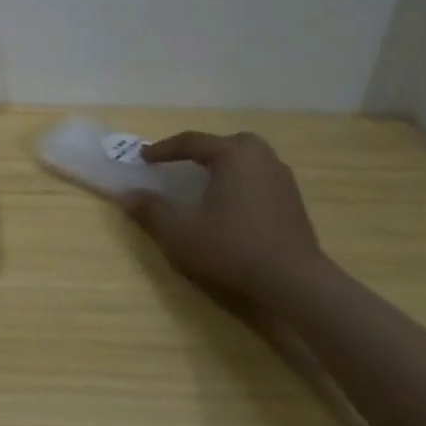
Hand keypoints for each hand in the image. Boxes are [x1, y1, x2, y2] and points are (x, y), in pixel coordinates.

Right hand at [124, 130, 330, 308]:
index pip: (190, 142)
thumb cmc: (233, 247)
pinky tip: (231, 204)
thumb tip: (129, 195)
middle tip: (181, 164)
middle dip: (201, 151)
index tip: (143, 157)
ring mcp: (282, 179)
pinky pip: (259, 178)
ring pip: (246, 160)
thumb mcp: (180, 231)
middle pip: (225, 144)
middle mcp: (260, 158)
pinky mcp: (294, 201)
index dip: (163, 149)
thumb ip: (151, 210)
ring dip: (223, 166)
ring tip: (205, 183)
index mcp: (232, 154)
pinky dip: (241, 182)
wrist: (296, 283)